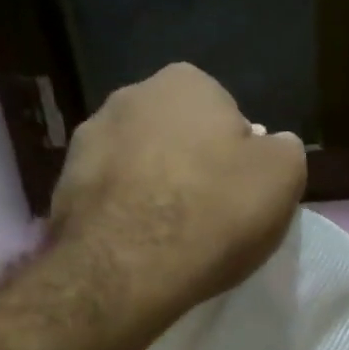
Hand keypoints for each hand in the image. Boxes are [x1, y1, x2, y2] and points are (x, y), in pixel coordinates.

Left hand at [49, 63, 306, 332]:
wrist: (127, 267)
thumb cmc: (214, 215)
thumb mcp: (283, 179)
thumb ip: (284, 151)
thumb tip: (271, 146)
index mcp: (188, 82)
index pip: (226, 117)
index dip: (238, 160)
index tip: (240, 198)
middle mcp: (131, 94)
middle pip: (178, 136)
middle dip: (192, 168)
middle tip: (208, 219)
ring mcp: (88, 138)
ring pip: (139, 164)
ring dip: (154, 190)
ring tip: (169, 239)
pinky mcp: (64, 184)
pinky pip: (110, 196)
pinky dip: (124, 214)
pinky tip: (137, 248)